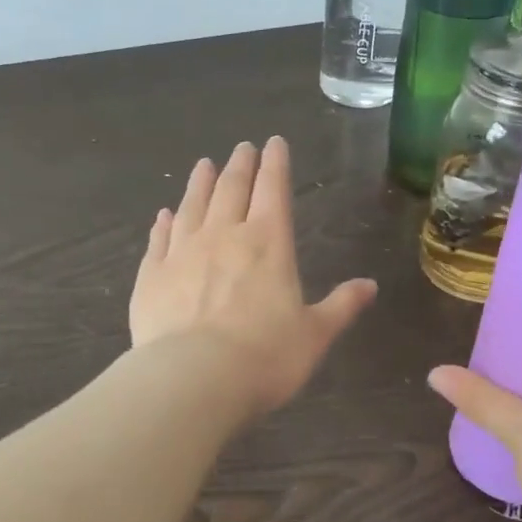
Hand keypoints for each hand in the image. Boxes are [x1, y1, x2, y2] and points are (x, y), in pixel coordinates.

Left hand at [130, 137, 377, 414]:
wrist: (193, 379)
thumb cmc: (266, 357)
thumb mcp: (315, 335)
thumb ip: (341, 306)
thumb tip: (370, 286)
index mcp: (269, 243)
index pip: (274, 190)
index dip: (275, 164)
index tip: (274, 142)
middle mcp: (224, 236)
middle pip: (232, 189)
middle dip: (240, 165)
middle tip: (242, 147)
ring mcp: (182, 253)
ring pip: (193, 206)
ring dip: (200, 183)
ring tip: (204, 165)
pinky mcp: (151, 275)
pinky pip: (158, 240)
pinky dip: (163, 224)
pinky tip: (164, 215)